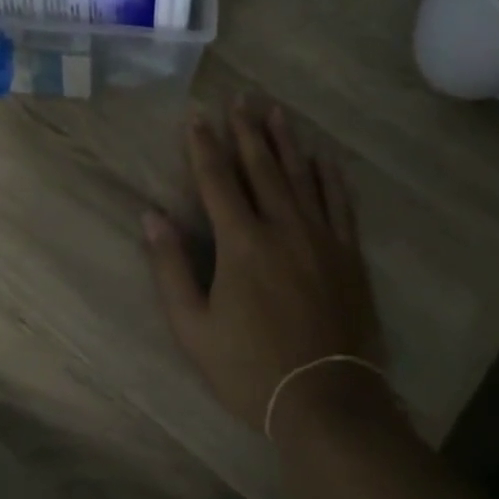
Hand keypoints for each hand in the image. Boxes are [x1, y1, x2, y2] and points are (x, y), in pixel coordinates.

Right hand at [144, 100, 382, 434]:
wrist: (326, 399)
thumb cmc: (249, 368)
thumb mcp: (193, 327)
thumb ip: (170, 268)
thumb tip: (150, 217)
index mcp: (241, 243)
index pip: (217, 181)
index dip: (203, 147)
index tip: (196, 117)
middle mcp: (283, 227)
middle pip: (261, 168)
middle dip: (247, 131)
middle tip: (241, 98)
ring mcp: (322, 238)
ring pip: (302, 176)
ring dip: (286, 142)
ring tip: (276, 111)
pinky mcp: (348, 255)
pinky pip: (340, 203)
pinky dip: (330, 176)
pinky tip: (324, 157)